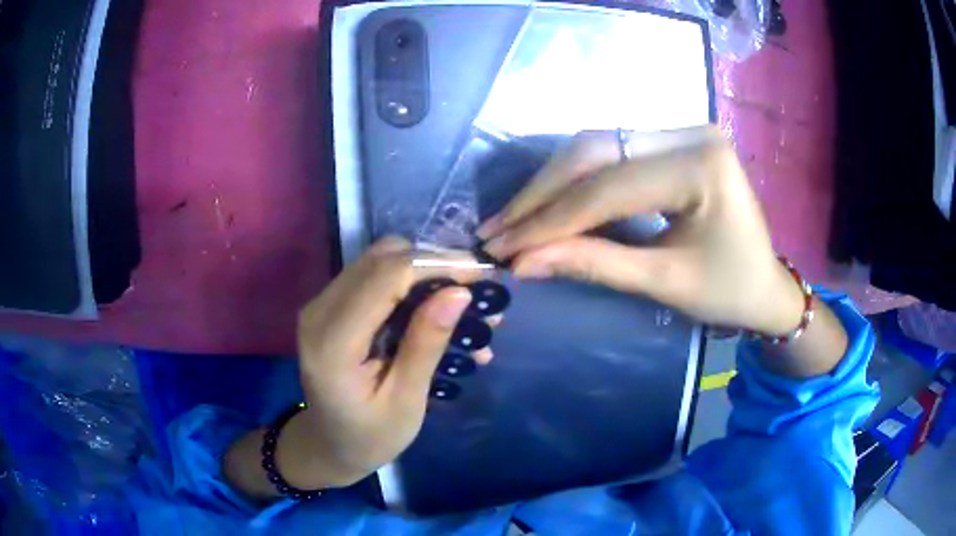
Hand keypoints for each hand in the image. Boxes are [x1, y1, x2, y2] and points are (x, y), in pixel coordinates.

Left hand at [225, 237, 493, 495]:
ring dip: (422, 271)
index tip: (482, 276)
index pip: (387, 275)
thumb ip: (426, 344)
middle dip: (433, 264)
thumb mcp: (405, 401)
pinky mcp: (329, 305)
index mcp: (334, 341)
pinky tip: (433, 307)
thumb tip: (459, 293)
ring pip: (379, 259)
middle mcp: (320, 310)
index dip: (437, 265)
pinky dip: (407, 282)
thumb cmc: (370, 436)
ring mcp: (321, 304)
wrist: (328, 444)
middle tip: (473, 291)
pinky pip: (372, 276)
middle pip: (382, 257)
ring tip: (459, 301)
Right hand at [478, 127, 804, 335]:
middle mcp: (690, 132)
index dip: (549, 220)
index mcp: (701, 166)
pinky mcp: (672, 140)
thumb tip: (523, 263)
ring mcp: (681, 130)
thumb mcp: (664, 283)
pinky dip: (575, 180)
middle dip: (541, 195)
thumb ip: (595, 264)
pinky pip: (611, 152)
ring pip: (596, 146)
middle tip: (496, 229)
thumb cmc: (728, 291)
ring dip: (551, 184)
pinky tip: (548, 204)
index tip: (502, 247)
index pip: (608, 187)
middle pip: (595, 151)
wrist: (766, 286)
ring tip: (513, 219)